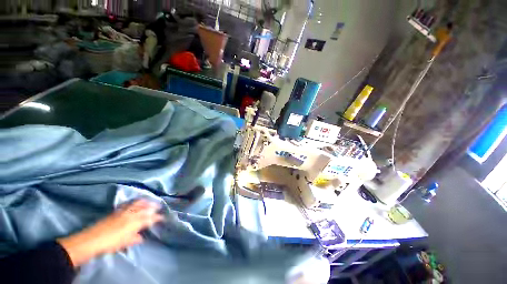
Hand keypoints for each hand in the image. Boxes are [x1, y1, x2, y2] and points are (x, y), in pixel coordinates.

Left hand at [58, 200, 163, 266]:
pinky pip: (128, 203)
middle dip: (153, 206)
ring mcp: (124, 211)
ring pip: (138, 203)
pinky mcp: (116, 210)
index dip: (157, 217)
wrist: (92, 239)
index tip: (163, 217)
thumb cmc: (111, 243)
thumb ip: (135, 238)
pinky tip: (135, 201)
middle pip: (145, 208)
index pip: (150, 218)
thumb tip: (142, 237)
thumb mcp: (125, 243)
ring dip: (145, 201)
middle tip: (159, 206)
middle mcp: (132, 214)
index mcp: (136, 222)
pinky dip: (134, 201)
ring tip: (149, 200)